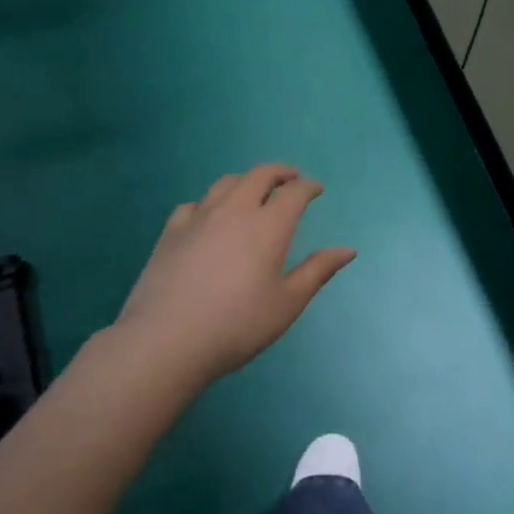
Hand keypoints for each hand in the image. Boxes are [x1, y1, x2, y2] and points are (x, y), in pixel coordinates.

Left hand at [112, 165, 355, 383]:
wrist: (166, 341)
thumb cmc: (237, 326)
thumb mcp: (287, 304)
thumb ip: (317, 271)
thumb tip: (347, 250)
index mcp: (268, 226)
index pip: (294, 193)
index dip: (308, 187)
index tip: (316, 190)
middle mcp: (235, 211)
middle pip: (259, 175)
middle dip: (279, 172)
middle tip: (290, 179)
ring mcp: (199, 218)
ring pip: (226, 183)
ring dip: (246, 181)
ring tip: (253, 191)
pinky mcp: (171, 232)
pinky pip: (194, 204)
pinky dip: (210, 202)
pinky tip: (208, 216)